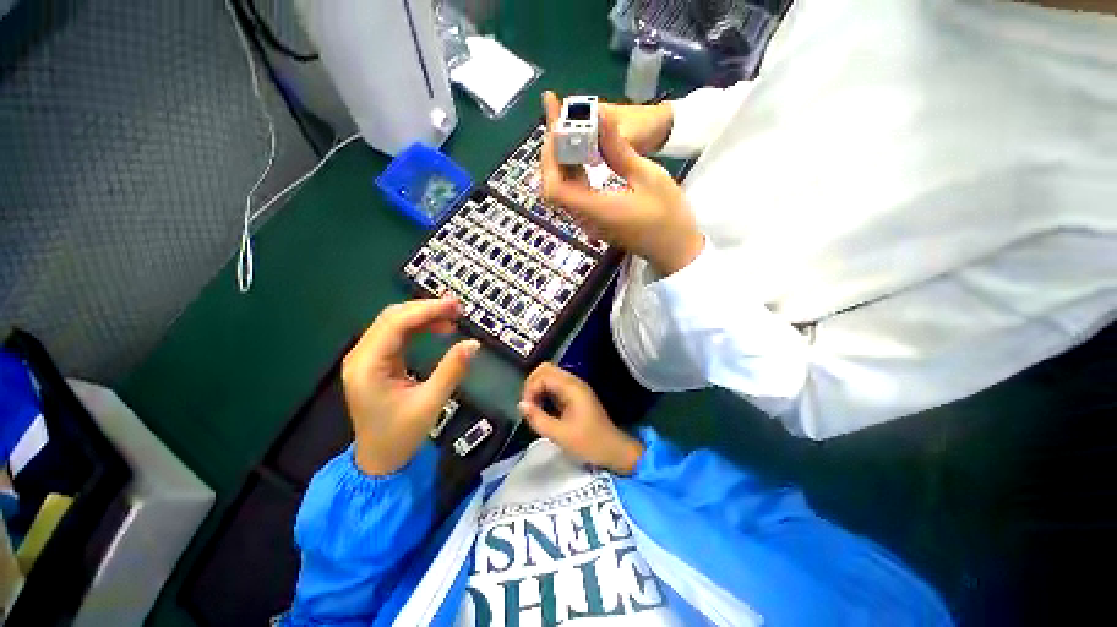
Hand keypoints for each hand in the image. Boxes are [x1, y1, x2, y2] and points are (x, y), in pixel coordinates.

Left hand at [342, 297, 479, 475]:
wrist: (379, 461)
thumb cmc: (401, 436)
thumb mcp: (431, 403)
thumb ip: (452, 370)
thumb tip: (474, 343)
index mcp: (368, 366)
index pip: (396, 324)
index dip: (426, 310)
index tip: (455, 306)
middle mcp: (361, 356)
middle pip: (392, 317)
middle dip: (426, 309)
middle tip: (458, 308)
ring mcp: (366, 358)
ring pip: (394, 323)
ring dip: (423, 316)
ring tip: (452, 317)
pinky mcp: (376, 362)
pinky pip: (397, 335)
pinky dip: (419, 327)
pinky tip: (438, 328)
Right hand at [518, 363, 643, 475]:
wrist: (613, 450)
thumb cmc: (589, 443)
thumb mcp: (560, 435)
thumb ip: (538, 419)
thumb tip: (521, 405)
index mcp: (572, 388)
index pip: (543, 374)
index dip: (530, 388)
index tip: (526, 408)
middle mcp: (573, 382)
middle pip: (546, 369)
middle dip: (532, 384)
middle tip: (528, 405)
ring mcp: (575, 387)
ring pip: (549, 376)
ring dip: (537, 388)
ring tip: (533, 408)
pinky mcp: (575, 394)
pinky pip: (555, 385)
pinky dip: (544, 392)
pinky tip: (542, 408)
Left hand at [541, 91, 703, 276]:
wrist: (673, 249)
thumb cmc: (668, 216)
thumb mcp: (649, 177)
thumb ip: (619, 150)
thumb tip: (599, 117)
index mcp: (595, 210)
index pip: (554, 187)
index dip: (550, 157)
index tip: (557, 126)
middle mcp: (584, 218)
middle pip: (553, 186)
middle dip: (551, 151)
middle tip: (557, 117)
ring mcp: (587, 221)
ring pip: (561, 189)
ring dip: (560, 159)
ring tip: (565, 127)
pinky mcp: (593, 219)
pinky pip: (573, 193)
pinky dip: (571, 170)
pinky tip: (579, 151)